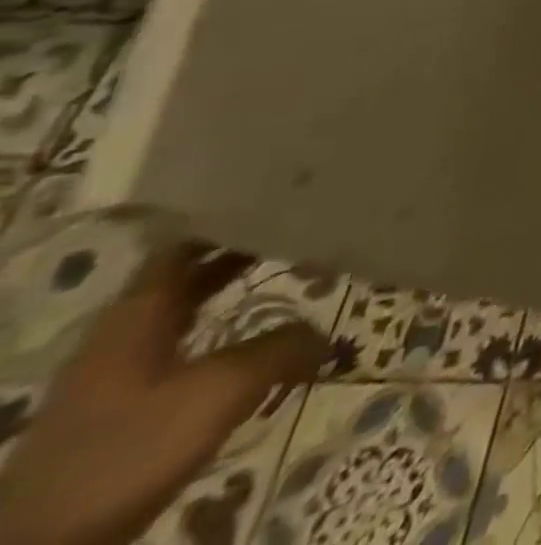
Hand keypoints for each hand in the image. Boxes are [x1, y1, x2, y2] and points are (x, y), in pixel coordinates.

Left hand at [0, 242, 327, 544]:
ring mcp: (113, 372)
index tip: (286, 196)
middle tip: (305, 228)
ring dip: (232, 291)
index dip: (234, 214)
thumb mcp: (222, 390)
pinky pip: (180, 346)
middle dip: (244, 249)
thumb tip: (323, 332)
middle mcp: (122, 330)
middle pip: (188, 272)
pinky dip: (219, 330)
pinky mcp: (116, 407)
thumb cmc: (129, 449)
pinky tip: (250, 342)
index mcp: (138, 310)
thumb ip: (281, 346)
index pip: (188, 239)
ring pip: (184, 309)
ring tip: (290, 277)